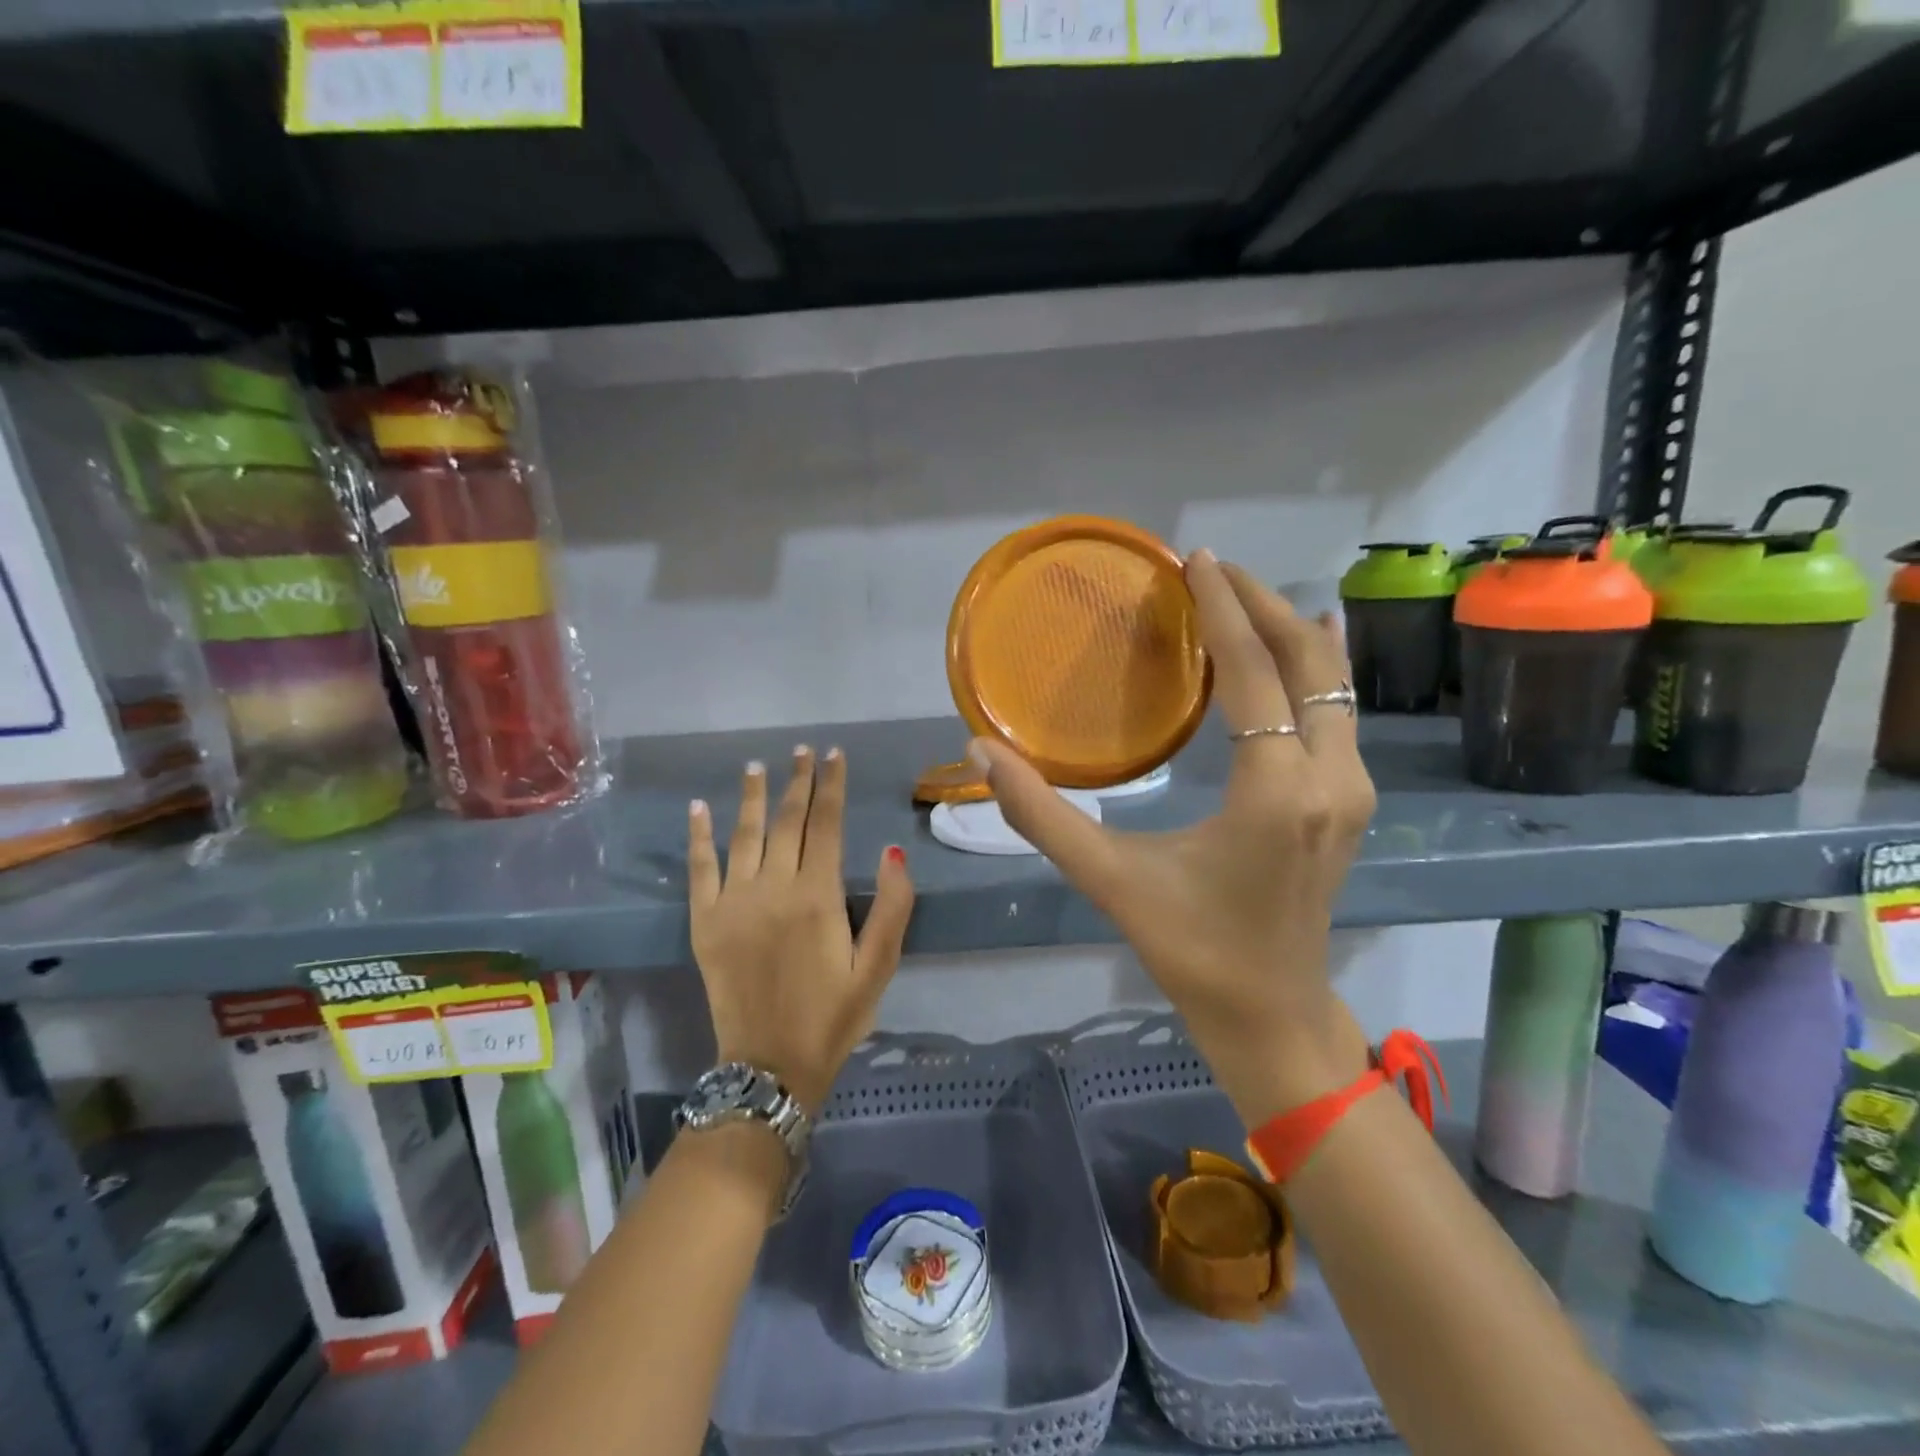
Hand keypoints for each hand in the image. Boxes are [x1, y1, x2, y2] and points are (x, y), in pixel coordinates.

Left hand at [688, 747, 915, 1113]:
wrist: (770, 1066)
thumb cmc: (833, 1016)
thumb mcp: (878, 967)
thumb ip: (893, 907)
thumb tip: (892, 850)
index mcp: (818, 896)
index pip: (827, 824)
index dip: (831, 785)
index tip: (834, 755)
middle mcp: (774, 887)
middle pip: (787, 820)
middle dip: (798, 781)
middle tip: (803, 751)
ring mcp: (734, 902)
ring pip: (744, 834)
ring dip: (752, 796)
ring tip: (757, 765)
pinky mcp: (705, 921)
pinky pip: (700, 868)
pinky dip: (698, 835)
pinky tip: (698, 808)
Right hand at [973, 551, 1375, 1125]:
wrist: (1271, 1015)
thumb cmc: (1190, 949)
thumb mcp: (1108, 880)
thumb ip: (1040, 815)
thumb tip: (980, 752)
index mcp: (1275, 791)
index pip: (1254, 672)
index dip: (1224, 610)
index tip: (1197, 560)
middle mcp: (1329, 778)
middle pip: (1309, 663)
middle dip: (1263, 605)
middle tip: (1213, 570)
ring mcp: (1352, 790)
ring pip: (1333, 685)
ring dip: (1290, 634)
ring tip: (1240, 599)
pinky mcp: (1351, 802)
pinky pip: (1339, 713)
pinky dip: (1310, 670)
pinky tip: (1293, 649)